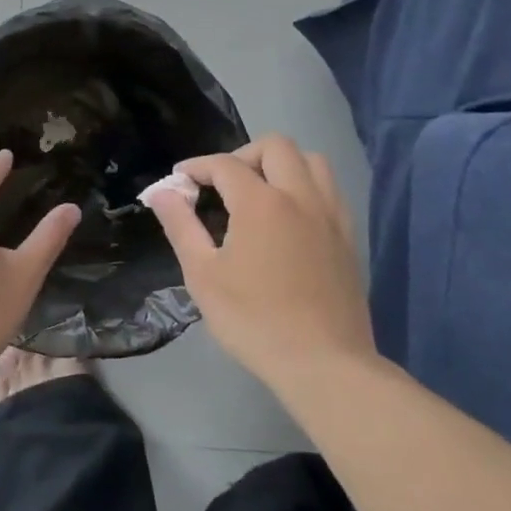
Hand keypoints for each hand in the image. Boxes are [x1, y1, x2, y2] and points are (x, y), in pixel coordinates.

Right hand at [145, 134, 375, 387]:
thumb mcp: (202, 275)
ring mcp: (330, 215)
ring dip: (281, 164)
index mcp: (261, 203)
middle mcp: (300, 197)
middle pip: (275, 146)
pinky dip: (305, 187)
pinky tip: (289, 218)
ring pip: (311, 161)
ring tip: (259, 193)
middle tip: (221, 185)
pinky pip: (329, 190)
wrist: (324, 364)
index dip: (196, 167)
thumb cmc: (253, 320)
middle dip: (241, 155)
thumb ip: (180, 225)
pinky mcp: (348, 237)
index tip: (179, 181)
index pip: (224, 164)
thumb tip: (162, 192)